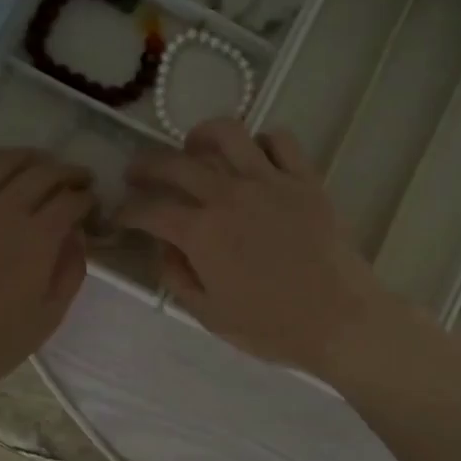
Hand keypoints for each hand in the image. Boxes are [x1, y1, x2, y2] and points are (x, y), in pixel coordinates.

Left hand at [0, 149, 92, 399]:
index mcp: (36, 238)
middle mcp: (2, 208)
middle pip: (42, 173)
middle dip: (67, 172)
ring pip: (0, 160)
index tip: (93, 204)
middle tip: (77, 179)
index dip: (88, 198)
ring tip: (38, 163)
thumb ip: (69, 273)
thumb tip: (76, 238)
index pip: (71, 200)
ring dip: (27, 157)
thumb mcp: (46, 319)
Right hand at [116, 119, 396, 376]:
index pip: (149, 209)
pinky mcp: (305, 179)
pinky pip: (279, 140)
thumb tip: (164, 248)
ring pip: (227, 134)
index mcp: (201, 233)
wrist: (339, 320)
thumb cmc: (272, 327)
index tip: (120, 216)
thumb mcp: (210, 315)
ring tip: (193, 147)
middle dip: (147, 165)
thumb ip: (178, 278)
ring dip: (200, 136)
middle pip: (176, 163)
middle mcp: (229, 195)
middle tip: (138, 173)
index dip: (127, 211)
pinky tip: (253, 158)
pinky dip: (260, 142)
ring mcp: (270, 181)